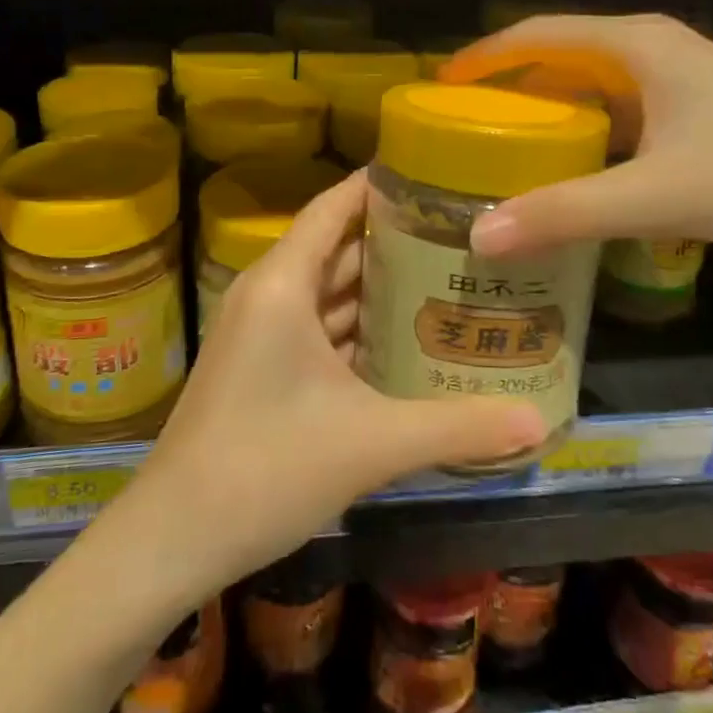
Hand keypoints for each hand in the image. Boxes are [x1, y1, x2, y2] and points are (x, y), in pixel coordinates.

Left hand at [132, 172, 545, 595]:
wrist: (173, 537)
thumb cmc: (266, 467)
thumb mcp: (372, 443)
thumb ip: (458, 427)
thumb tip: (539, 423)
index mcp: (283, 284)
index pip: (333, 207)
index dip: (378, 186)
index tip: (434, 176)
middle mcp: (269, 295)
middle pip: (338, 248)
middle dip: (396, 240)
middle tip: (463, 235)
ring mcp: (261, 334)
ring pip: (329, 294)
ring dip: (380, 290)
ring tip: (448, 280)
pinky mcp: (262, 369)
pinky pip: (319, 330)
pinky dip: (359, 330)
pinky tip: (407, 343)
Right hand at [447, 14, 712, 263]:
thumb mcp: (655, 195)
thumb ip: (564, 215)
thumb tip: (478, 237)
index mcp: (636, 45)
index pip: (538, 33)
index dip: (485, 56)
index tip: (440, 86)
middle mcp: (655, 50)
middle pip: (561, 56)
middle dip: (510, 86)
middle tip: (464, 125)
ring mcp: (682, 82)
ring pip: (593, 86)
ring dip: (549, 111)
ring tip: (505, 148)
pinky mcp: (700, 114)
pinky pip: (620, 113)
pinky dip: (586, 133)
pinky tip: (574, 170)